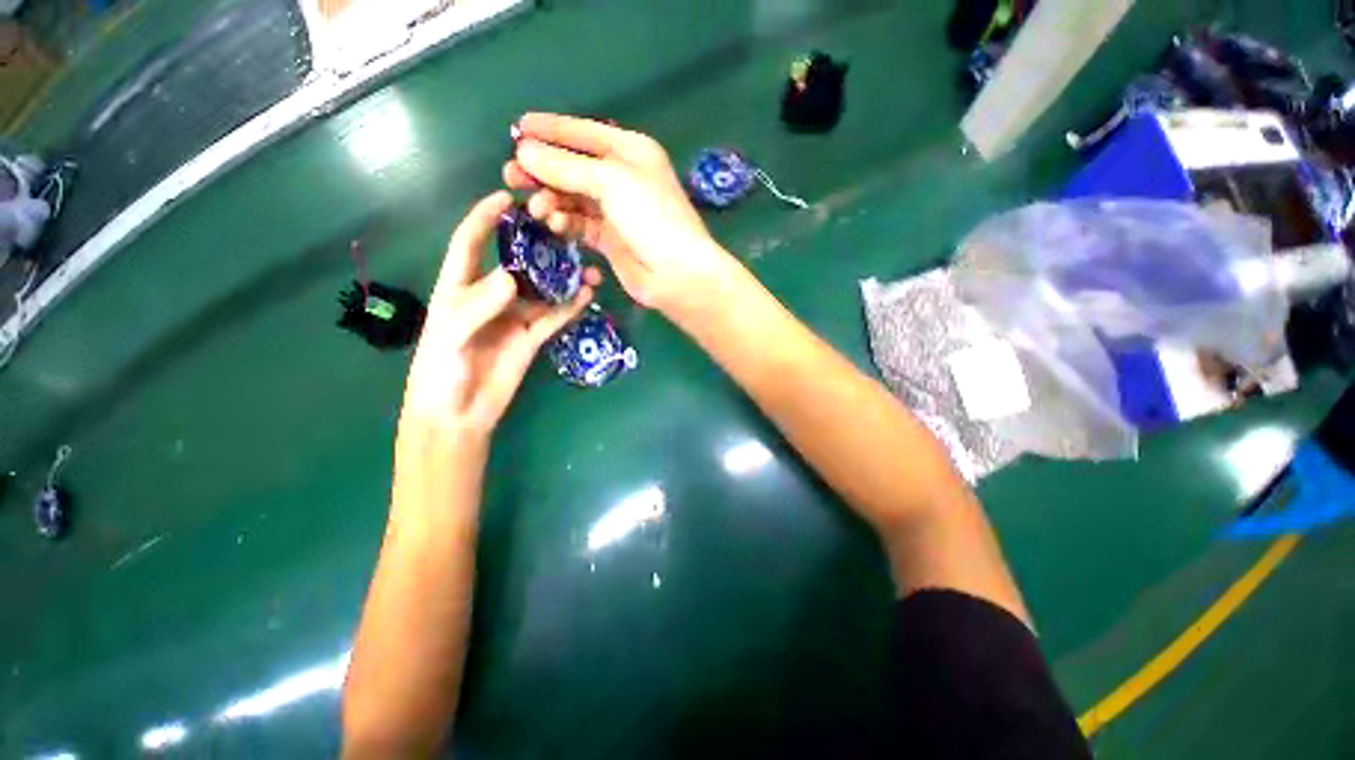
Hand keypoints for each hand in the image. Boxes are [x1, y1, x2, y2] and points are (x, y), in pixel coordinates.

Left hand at [402, 191, 599, 436]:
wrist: (459, 413)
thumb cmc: (441, 371)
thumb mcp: (450, 334)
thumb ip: (478, 305)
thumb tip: (511, 276)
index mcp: (459, 288)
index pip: (471, 244)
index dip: (484, 218)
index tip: (507, 197)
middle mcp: (490, 297)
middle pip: (517, 263)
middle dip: (538, 247)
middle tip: (565, 233)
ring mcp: (514, 318)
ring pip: (543, 291)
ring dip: (564, 280)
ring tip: (589, 269)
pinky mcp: (532, 338)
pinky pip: (554, 317)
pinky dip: (570, 307)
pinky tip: (587, 295)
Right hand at [504, 113, 740, 320]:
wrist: (676, 273)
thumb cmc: (651, 218)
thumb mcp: (610, 181)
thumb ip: (566, 167)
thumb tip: (524, 151)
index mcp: (630, 151)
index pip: (583, 133)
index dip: (550, 130)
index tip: (516, 129)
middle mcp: (622, 178)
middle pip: (573, 167)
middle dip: (542, 170)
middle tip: (511, 175)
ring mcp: (615, 211)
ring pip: (572, 197)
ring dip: (551, 199)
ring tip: (534, 207)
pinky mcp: (609, 239)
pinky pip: (579, 224)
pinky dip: (564, 222)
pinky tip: (554, 223)